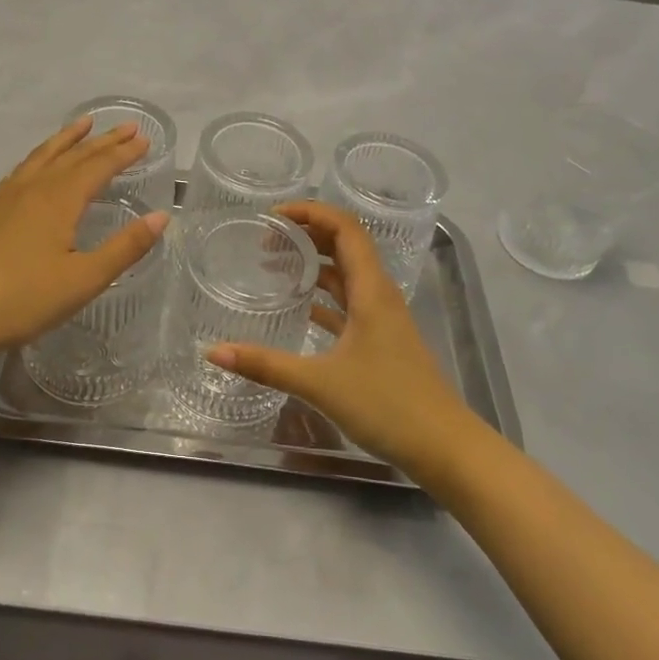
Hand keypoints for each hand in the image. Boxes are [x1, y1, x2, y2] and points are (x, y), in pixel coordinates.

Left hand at [0, 117, 169, 360]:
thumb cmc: (23, 299)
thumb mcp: (84, 279)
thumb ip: (125, 247)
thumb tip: (162, 216)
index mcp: (59, 200)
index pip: (98, 166)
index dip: (123, 152)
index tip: (143, 138)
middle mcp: (32, 188)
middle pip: (72, 155)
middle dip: (102, 140)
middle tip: (125, 126)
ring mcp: (3, 197)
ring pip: (41, 157)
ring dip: (65, 140)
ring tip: (82, 126)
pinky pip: (19, 171)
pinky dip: (37, 159)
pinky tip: (34, 168)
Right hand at [207, 201, 478, 480]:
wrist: (445, 447)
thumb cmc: (387, 405)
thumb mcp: (320, 383)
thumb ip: (265, 365)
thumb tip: (213, 352)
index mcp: (371, 289)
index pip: (344, 227)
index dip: (310, 212)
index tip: (272, 216)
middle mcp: (379, 294)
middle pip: (345, 244)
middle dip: (307, 233)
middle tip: (266, 238)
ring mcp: (383, 318)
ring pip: (347, 274)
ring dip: (315, 263)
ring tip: (275, 263)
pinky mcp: (381, 341)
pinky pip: (349, 303)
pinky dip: (324, 296)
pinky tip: (299, 307)